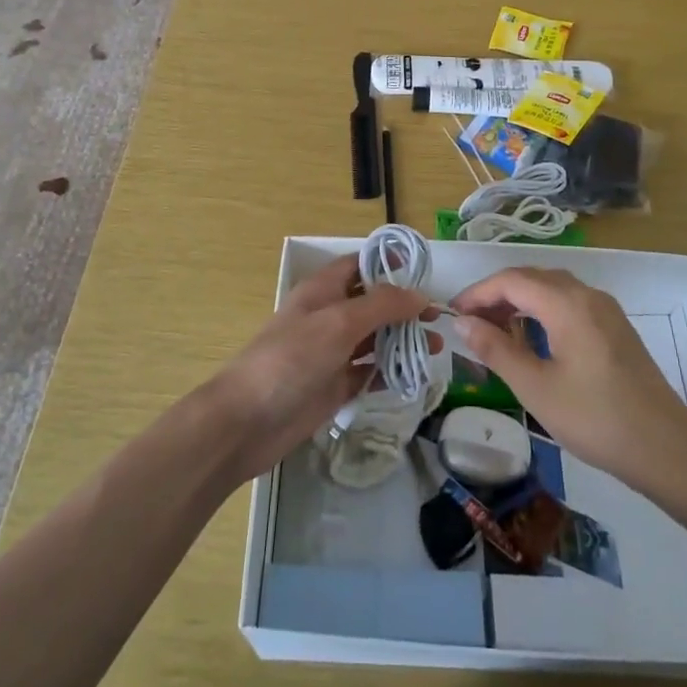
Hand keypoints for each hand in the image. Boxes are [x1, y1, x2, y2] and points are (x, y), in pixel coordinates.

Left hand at [202, 254, 427, 482]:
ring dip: (402, 340)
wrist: (247, 422)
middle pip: (372, 303)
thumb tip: (420, 295)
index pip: (359, 265)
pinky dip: (389, 372)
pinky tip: (413, 376)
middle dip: (404, 308)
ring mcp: (330, 353)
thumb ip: (382, 305)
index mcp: (323, 291)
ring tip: (437, 348)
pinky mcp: (333, 387)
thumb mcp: (339, 322)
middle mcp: (328, 317)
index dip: (389, 265)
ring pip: (373, 339)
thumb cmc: (291, 359)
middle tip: (439, 320)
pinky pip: (367, 372)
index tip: (423, 273)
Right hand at [450, 267, 686, 494]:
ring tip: (496, 333)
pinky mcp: (615, 328)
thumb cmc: (595, 418)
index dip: (478, 293)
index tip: (453, 314)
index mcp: (567, 303)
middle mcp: (587, 295)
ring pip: (552, 289)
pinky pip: (570, 304)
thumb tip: (463, 323)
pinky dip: (543, 312)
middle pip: (532, 278)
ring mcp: (606, 310)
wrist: (666, 449)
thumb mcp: (535, 388)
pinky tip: (534, 341)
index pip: (511, 280)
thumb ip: (496, 350)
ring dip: (520, 303)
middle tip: (471, 324)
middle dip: (497, 296)